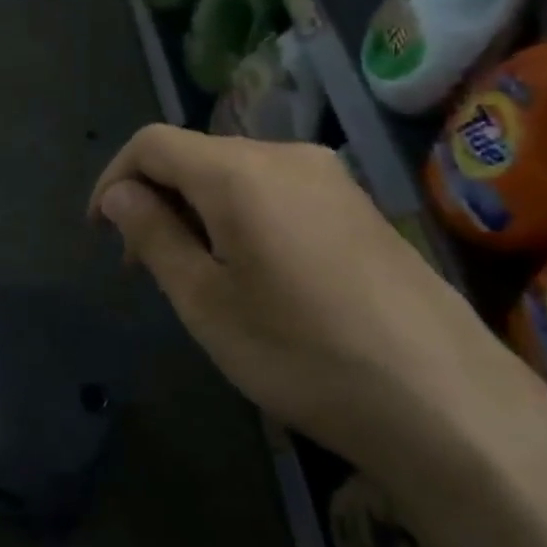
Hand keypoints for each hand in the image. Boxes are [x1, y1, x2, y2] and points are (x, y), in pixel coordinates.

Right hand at [88, 127, 546, 496]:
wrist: (446, 403)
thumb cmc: (302, 353)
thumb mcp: (204, 301)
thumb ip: (153, 235)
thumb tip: (119, 194)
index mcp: (240, 172)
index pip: (151, 143)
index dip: (113, 179)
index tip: (99, 234)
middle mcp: (287, 156)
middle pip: (196, 155)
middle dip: (155, 199)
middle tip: (142, 265)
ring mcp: (332, 179)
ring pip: (236, 175)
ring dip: (196, 211)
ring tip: (192, 275)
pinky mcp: (360, 207)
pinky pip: (277, 192)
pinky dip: (239, 218)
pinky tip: (250, 274)